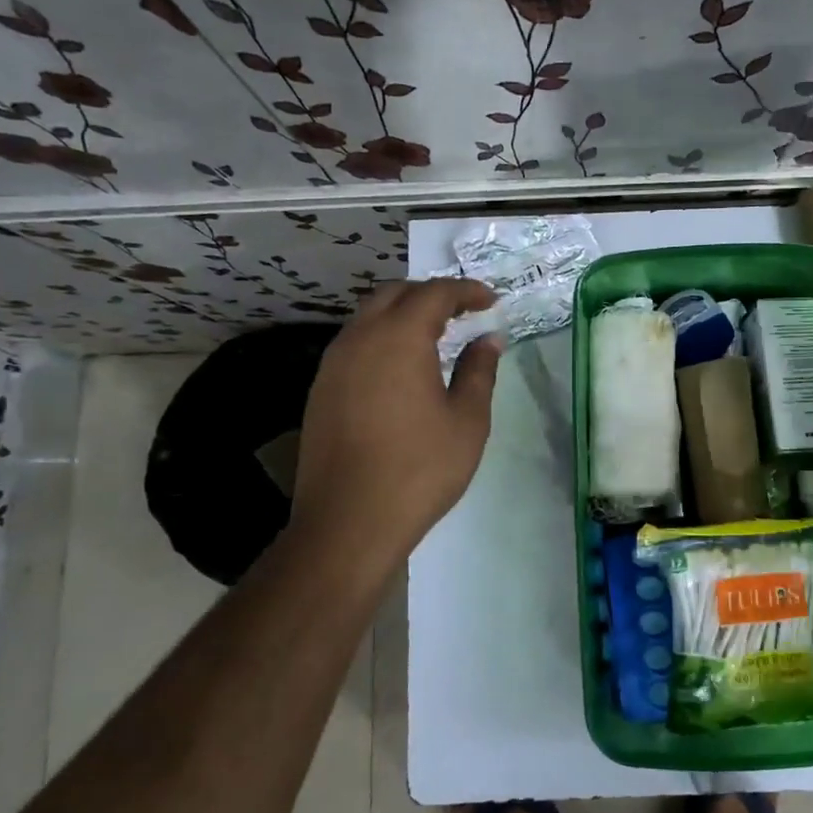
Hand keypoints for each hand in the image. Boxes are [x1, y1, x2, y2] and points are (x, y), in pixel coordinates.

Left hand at [289, 279, 502, 566]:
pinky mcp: (321, 389)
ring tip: (435, 336)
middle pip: (395, 294)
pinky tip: (401, 367)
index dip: (466, 291)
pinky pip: (355, 344)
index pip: (435, 294)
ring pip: (369, 317)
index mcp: (399, 338)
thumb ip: (478, 371)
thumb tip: (488, 339)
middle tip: (463, 312)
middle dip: (431, 294)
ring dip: (403, 314)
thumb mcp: (467, 420)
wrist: (349, 521)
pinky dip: (383, 338)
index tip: (491, 301)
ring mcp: (333, 364)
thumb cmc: (420, 469)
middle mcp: (359, 339)